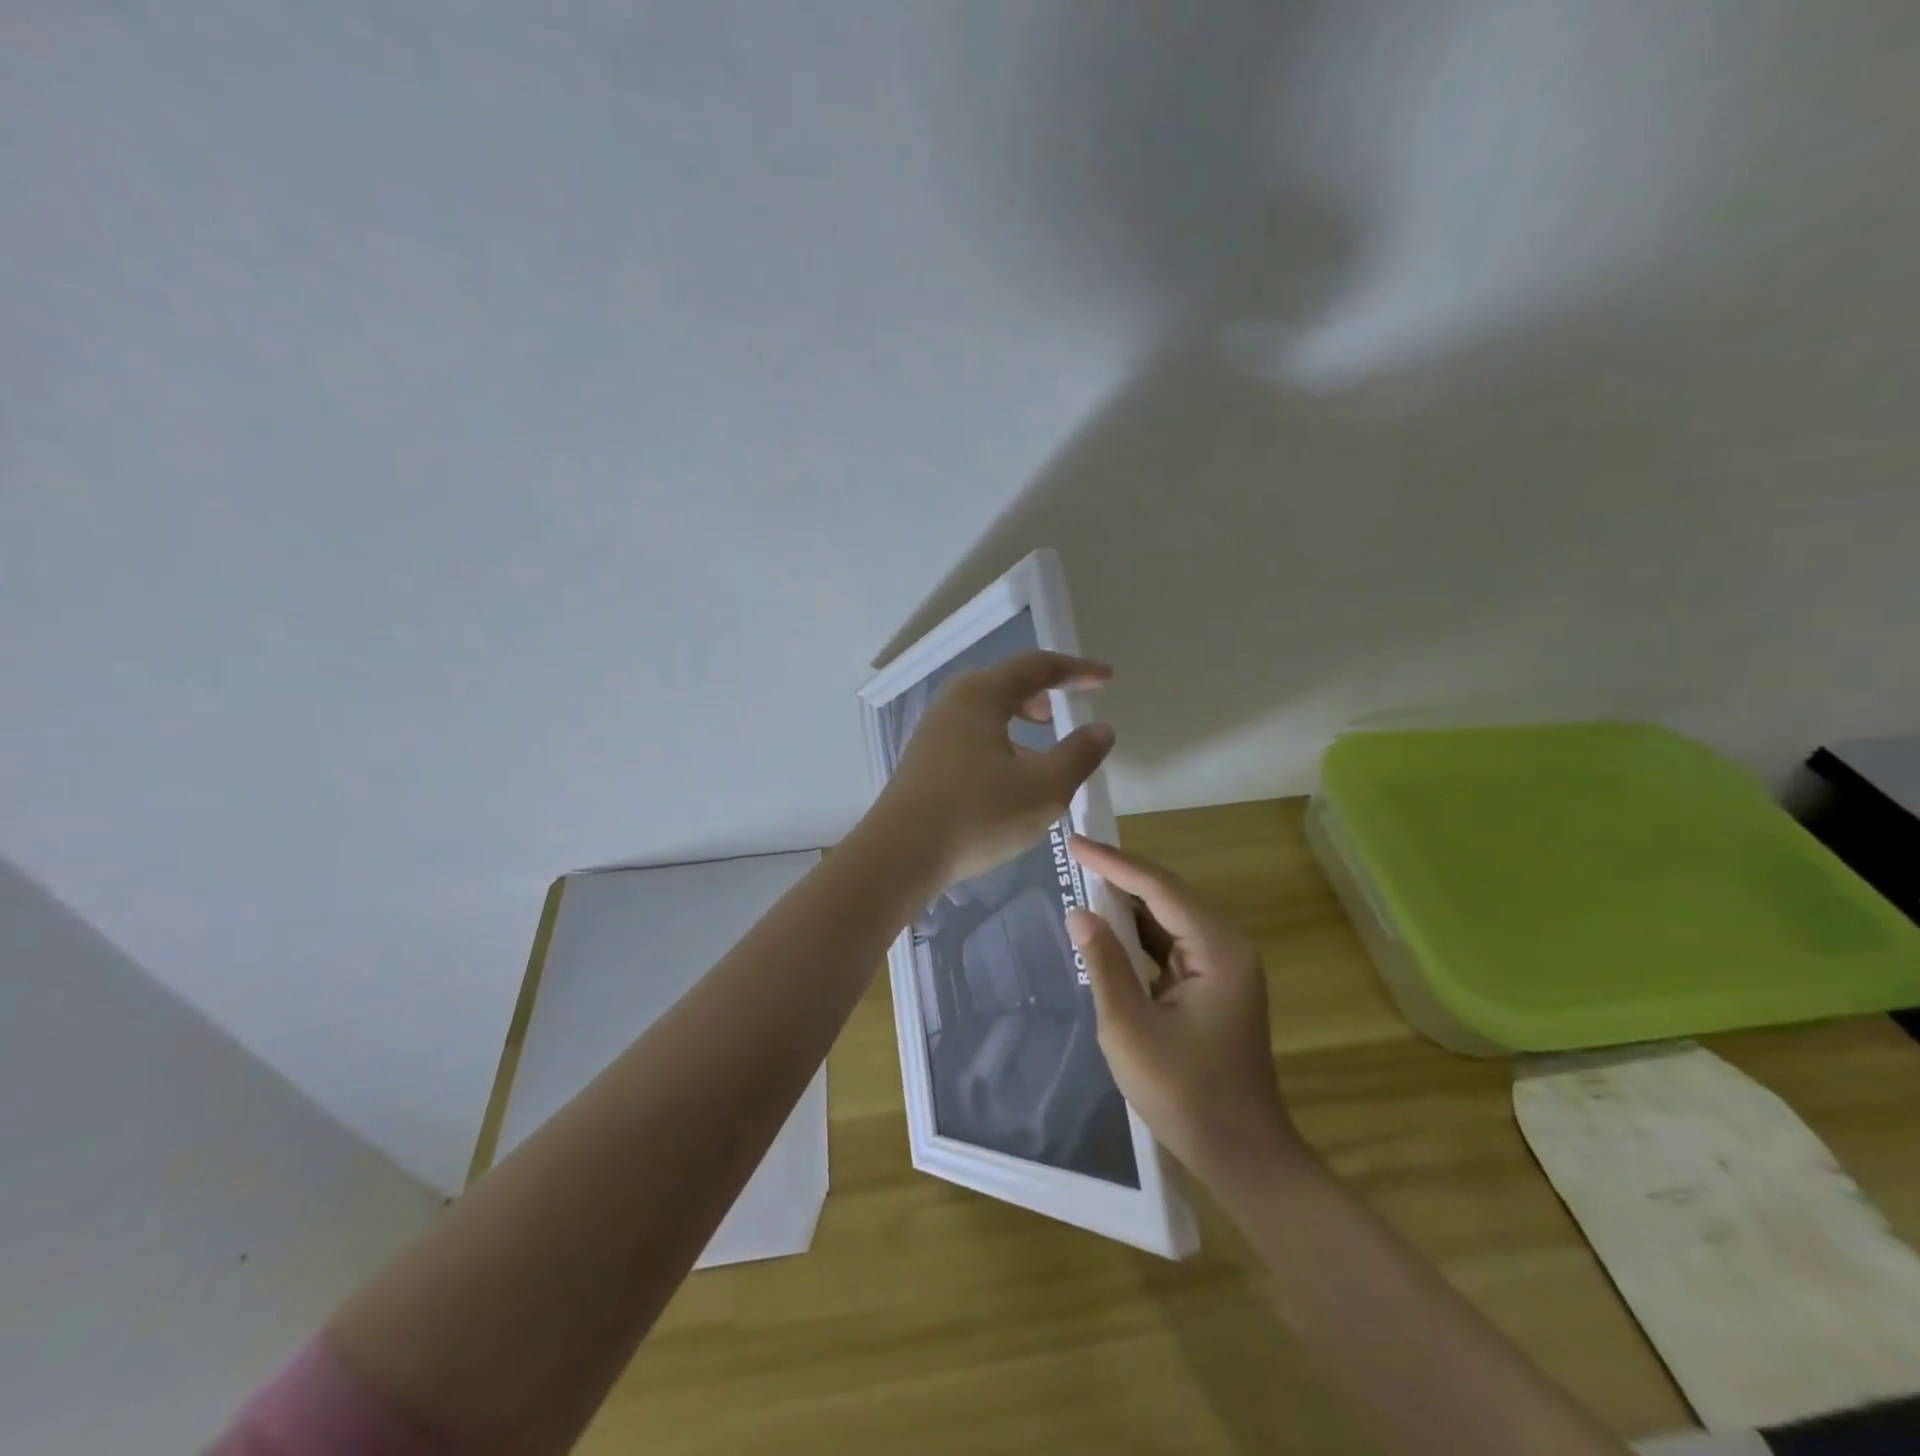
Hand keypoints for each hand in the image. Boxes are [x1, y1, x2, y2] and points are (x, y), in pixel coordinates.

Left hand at [873, 651, 1116, 887]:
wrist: (900, 855)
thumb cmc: (978, 814)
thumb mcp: (1044, 789)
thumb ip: (1079, 755)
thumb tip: (1101, 729)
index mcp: (981, 696)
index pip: (1037, 667)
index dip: (1076, 671)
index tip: (1105, 679)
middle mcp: (953, 704)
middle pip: (1005, 684)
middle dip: (1042, 693)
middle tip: (1063, 713)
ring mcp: (933, 733)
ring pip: (986, 713)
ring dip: (1018, 722)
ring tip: (1041, 751)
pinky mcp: (923, 762)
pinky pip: (971, 737)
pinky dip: (999, 744)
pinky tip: (1008, 781)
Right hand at [1066, 835, 1306, 1182]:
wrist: (1241, 1154)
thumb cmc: (1184, 1093)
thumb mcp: (1129, 1028)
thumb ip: (1104, 964)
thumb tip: (1080, 914)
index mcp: (1217, 949)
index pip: (1159, 889)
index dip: (1115, 863)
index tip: (1075, 843)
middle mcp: (1226, 947)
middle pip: (1168, 896)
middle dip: (1121, 875)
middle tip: (1075, 854)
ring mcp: (1223, 967)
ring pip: (1169, 918)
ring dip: (1129, 902)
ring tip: (1085, 879)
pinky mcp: (1212, 986)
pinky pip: (1171, 944)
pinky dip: (1139, 933)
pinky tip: (1110, 927)